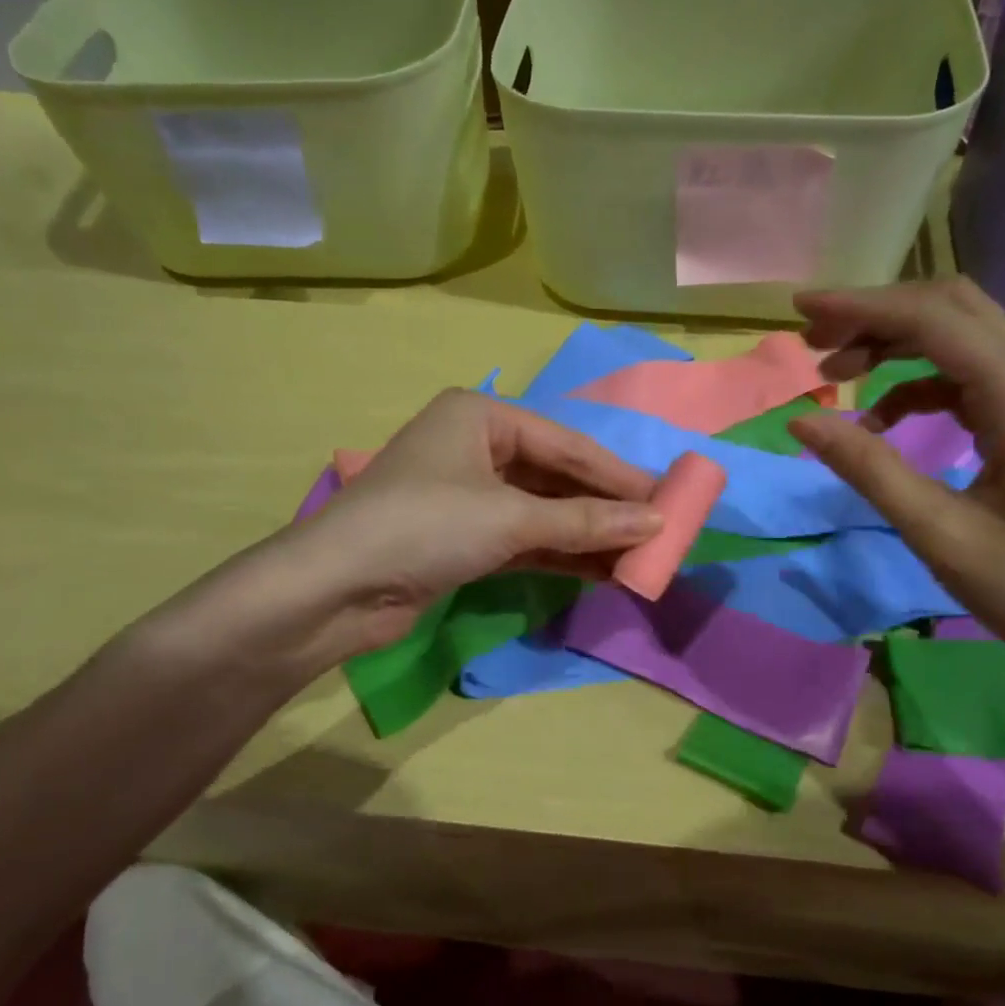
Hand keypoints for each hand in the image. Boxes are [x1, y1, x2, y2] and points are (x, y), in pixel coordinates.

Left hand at [294, 389, 659, 650]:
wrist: (336, 589)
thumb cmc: (424, 526)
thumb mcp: (510, 517)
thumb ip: (584, 521)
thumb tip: (656, 523)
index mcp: (481, 416)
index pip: (566, 444)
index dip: (618, 475)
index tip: (669, 498)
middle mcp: (475, 448)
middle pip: (556, 477)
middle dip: (605, 507)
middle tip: (659, 529)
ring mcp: (468, 497)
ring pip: (543, 513)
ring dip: (588, 535)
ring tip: (640, 555)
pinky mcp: (464, 540)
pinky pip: (526, 541)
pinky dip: (561, 555)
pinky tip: (603, 570)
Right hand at [787, 279, 1004, 702]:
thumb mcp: (941, 535)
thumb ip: (870, 469)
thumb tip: (801, 420)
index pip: (934, 321)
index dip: (862, 306)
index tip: (800, 308)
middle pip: (952, 310)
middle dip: (877, 315)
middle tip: (814, 340)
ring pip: (961, 338)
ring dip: (896, 345)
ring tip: (836, 375)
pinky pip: (970, 377)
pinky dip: (918, 383)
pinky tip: (884, 419)